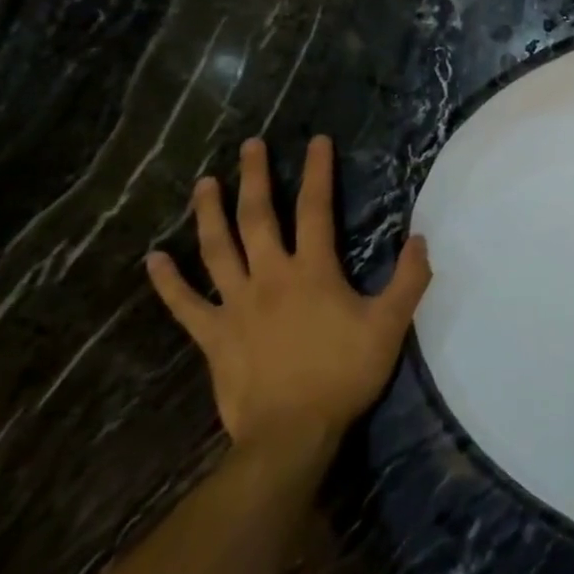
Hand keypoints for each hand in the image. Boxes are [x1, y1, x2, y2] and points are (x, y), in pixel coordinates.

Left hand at [148, 137, 430, 457]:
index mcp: (313, 271)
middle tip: (249, 146)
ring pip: (217, 250)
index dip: (317, 171)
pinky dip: (167, 282)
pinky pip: (186, 304)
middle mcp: (270, 277)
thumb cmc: (344, 374)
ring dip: (209, 214)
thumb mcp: (390, 326)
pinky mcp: (214, 336)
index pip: (316, 208)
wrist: (292, 433)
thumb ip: (409, 279)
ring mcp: (236, 305)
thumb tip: (421, 238)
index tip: (316, 141)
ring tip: (203, 183)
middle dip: (254, 177)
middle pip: (258, 217)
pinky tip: (153, 259)